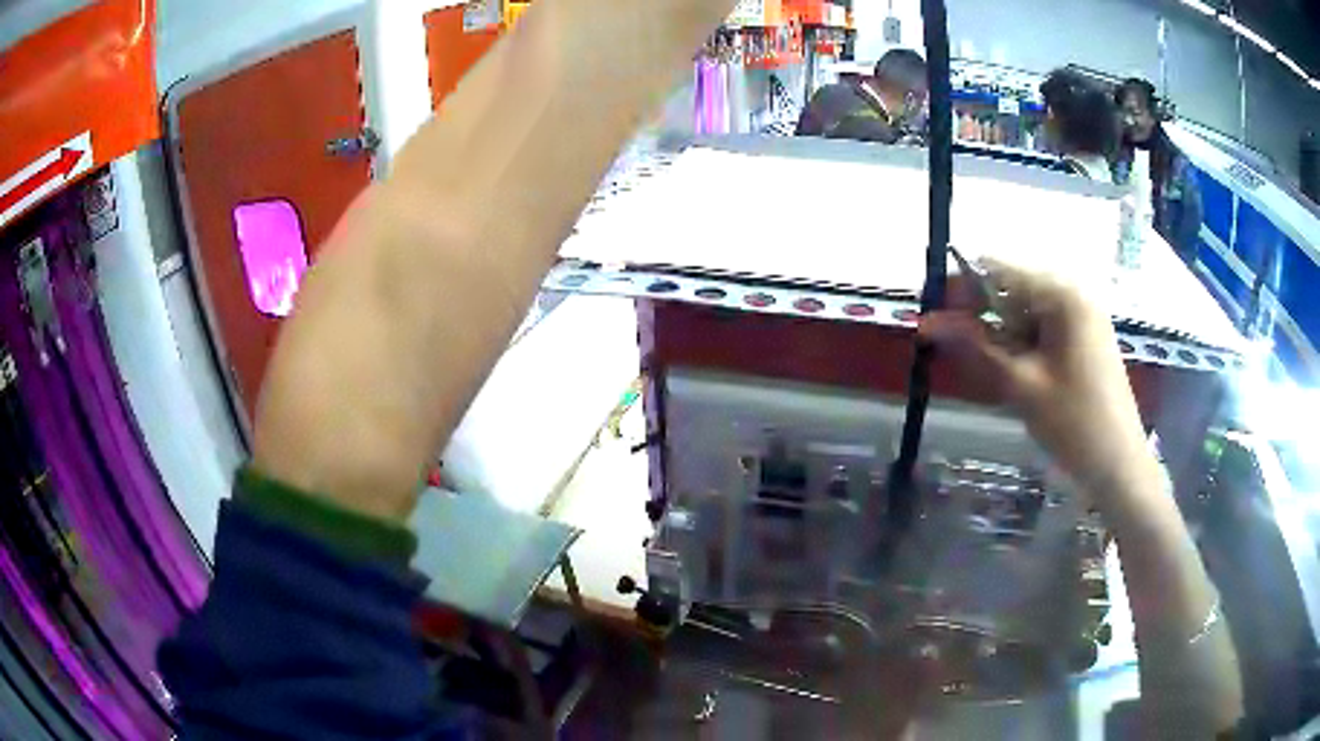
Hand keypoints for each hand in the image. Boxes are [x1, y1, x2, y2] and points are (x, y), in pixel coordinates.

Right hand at [921, 260, 1152, 506]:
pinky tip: (1014, 376)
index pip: (999, 270)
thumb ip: (975, 347)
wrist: (1119, 468)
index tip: (933, 316)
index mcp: (1062, 295)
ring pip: (1025, 315)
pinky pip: (1043, 332)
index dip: (961, 287)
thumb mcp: (1021, 385)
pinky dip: (1022, 349)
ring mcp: (1082, 320)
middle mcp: (1073, 297)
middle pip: (1012, 291)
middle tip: (953, 350)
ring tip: (985, 371)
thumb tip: (927, 322)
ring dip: (1000, 337)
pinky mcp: (1085, 342)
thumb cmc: (1074, 424)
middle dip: (980, 316)